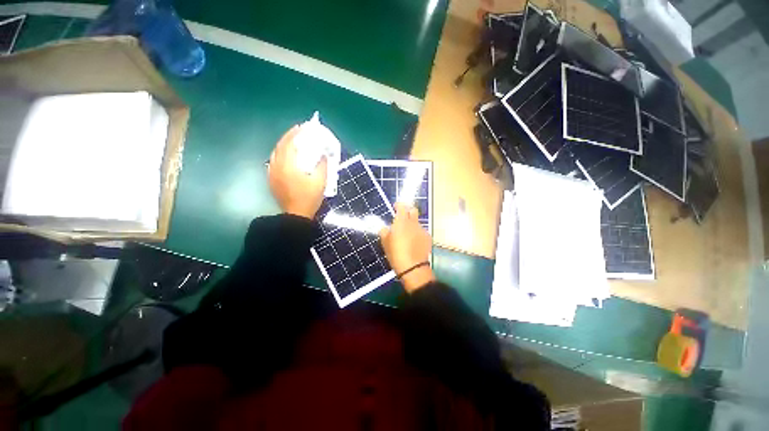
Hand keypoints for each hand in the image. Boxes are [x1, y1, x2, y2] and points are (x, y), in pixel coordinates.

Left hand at [268, 126, 327, 218]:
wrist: (296, 214)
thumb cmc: (309, 198)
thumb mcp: (320, 181)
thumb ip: (322, 166)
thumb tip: (323, 155)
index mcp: (288, 165)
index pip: (289, 144)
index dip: (295, 134)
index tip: (302, 127)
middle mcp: (277, 166)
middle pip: (280, 146)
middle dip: (288, 137)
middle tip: (298, 132)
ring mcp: (272, 173)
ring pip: (275, 153)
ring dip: (283, 145)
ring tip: (293, 142)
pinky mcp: (272, 179)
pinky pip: (274, 161)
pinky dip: (280, 155)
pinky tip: (286, 156)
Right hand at [379, 203, 434, 292]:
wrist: (413, 267)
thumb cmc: (396, 253)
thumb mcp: (385, 242)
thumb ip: (384, 232)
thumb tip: (385, 228)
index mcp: (401, 221)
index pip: (402, 206)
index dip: (398, 205)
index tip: (395, 207)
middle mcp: (413, 223)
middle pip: (413, 210)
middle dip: (408, 211)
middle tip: (402, 218)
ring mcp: (422, 230)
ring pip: (417, 222)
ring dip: (412, 224)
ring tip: (407, 234)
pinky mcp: (428, 238)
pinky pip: (422, 231)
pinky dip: (417, 233)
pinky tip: (414, 242)